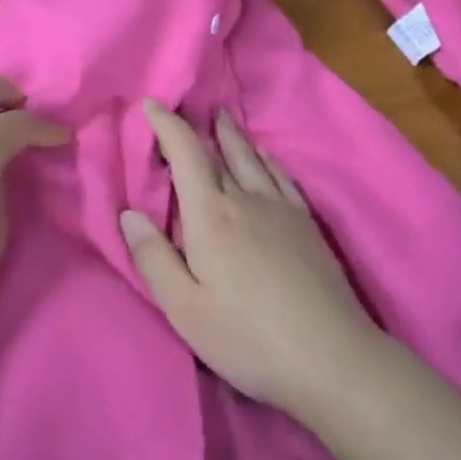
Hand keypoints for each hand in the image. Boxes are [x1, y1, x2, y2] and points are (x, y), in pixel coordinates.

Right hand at [119, 99, 383, 421]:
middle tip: (187, 106)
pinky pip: (281, 176)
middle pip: (218, 151)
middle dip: (197, 127)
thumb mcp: (186, 310)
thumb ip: (154, 259)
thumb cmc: (249, 339)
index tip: (150, 102)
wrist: (332, 357)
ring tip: (223, 117)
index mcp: (210, 215)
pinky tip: (266, 156)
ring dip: (233, 135)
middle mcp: (245, 198)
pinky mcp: (306, 223)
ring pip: (251, 157)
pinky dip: (267, 158)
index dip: (166, 124)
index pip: (185, 153)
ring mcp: (280, 208)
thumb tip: (129, 214)